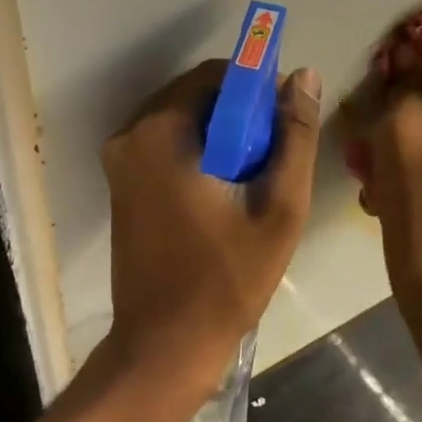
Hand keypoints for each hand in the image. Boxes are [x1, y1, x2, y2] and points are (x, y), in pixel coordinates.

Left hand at [100, 60, 321, 402]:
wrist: (164, 346)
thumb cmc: (227, 279)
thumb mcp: (279, 208)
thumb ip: (295, 137)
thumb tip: (303, 76)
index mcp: (161, 133)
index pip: (217, 75)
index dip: (258, 88)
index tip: (285, 121)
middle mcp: (129, 136)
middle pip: (196, 96)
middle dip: (240, 114)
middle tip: (274, 155)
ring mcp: (119, 162)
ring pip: (183, 121)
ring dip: (222, 135)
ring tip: (254, 177)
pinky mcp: (120, 185)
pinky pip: (166, 145)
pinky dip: (199, 153)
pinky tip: (224, 191)